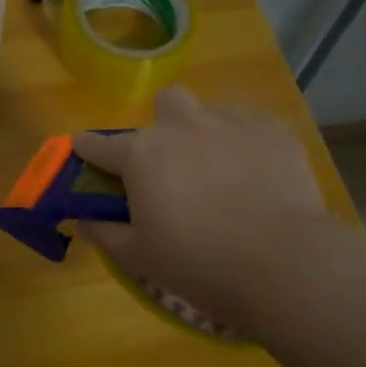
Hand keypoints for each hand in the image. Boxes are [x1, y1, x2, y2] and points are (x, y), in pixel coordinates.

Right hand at [73, 87, 336, 335]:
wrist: (284, 263)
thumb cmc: (199, 263)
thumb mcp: (138, 257)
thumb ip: (103, 232)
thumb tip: (81, 219)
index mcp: (141, 155)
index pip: (98, 143)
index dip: (88, 150)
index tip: (86, 156)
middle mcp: (181, 126)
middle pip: (164, 102)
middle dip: (163, 125)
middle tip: (173, 165)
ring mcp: (231, 122)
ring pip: (210, 109)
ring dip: (205, 131)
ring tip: (220, 170)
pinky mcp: (273, 130)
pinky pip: (250, 123)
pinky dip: (244, 141)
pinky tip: (255, 173)